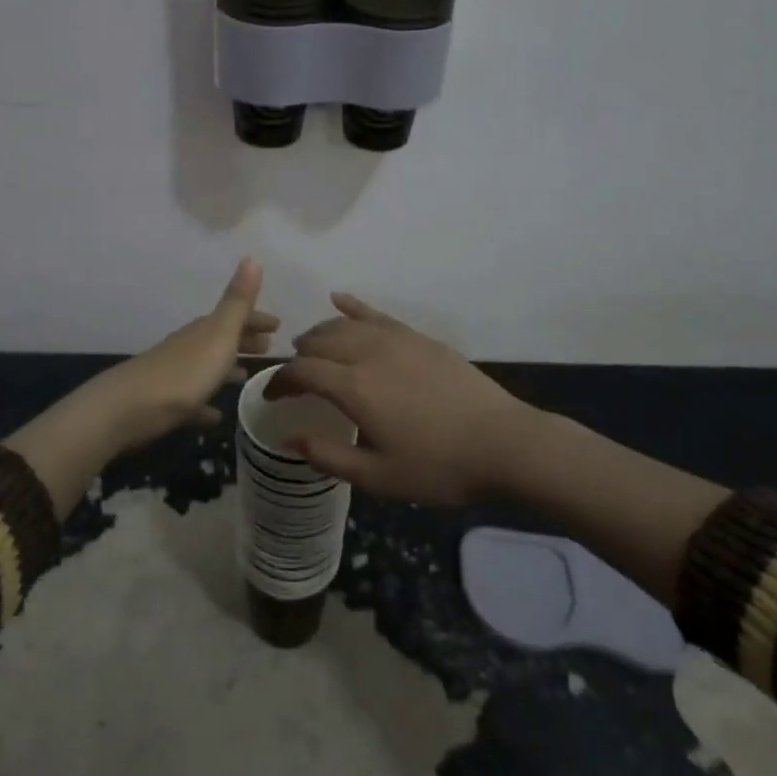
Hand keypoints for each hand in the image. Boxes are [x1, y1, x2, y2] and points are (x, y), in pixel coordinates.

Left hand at [98, 257, 278, 450]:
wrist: (128, 408)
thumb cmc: (184, 371)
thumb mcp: (219, 334)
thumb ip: (237, 300)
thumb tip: (251, 256)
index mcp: (205, 330)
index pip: (236, 316)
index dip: (257, 318)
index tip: (279, 325)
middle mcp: (190, 347)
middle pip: (222, 339)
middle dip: (245, 340)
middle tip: (269, 347)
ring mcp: (176, 375)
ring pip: (208, 367)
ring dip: (227, 369)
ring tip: (246, 376)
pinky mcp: (167, 404)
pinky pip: (193, 401)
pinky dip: (206, 404)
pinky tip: (216, 415)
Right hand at [265, 294, 537, 504]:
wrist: (504, 444)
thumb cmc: (438, 467)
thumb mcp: (377, 476)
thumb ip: (327, 455)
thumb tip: (287, 435)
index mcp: (354, 387)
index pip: (301, 371)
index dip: (280, 381)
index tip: (272, 398)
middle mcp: (368, 352)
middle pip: (319, 340)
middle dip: (298, 356)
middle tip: (294, 378)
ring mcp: (396, 339)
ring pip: (343, 324)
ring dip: (320, 333)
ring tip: (311, 348)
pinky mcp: (418, 337)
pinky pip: (376, 313)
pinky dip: (352, 306)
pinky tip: (338, 299)